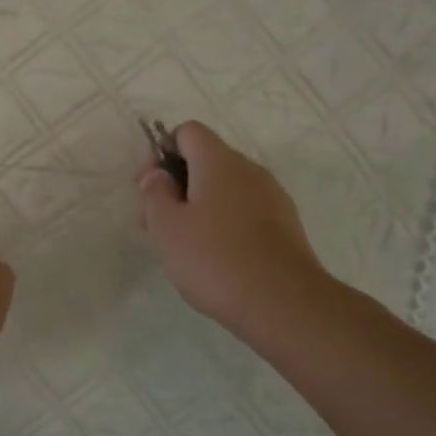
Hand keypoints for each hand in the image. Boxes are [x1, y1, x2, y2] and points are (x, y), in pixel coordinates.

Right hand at [137, 121, 328, 341]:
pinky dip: (225, 224)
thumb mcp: (166, 227)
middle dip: (178, 184)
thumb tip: (158, 174)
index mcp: (219, 161)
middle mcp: (250, 169)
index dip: (162, 152)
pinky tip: (217, 258)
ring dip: (200, 206)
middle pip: (206, 161)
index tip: (150, 188)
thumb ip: (155, 193)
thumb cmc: (214, 259)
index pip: (188, 131)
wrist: (283, 303)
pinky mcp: (285, 225)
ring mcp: (272, 197)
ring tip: (186, 247)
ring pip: (226, 189)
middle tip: (159, 225)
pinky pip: (245, 211)